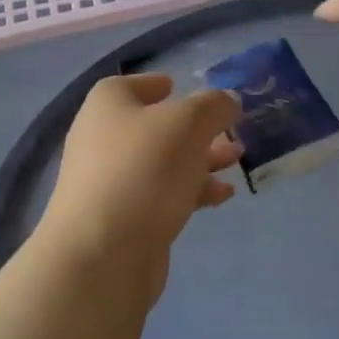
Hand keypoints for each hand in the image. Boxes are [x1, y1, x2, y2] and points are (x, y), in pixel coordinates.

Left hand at [40, 74, 241, 290]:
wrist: (101, 254)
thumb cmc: (143, 170)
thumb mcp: (188, 124)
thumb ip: (213, 106)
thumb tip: (227, 100)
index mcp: (108, 104)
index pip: (133, 84)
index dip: (159, 84)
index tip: (184, 87)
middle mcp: (103, 138)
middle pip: (155, 125)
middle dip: (196, 128)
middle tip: (230, 130)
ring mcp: (111, 181)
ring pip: (163, 162)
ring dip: (200, 160)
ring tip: (237, 161)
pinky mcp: (124, 218)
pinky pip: (162, 194)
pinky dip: (191, 191)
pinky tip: (221, 197)